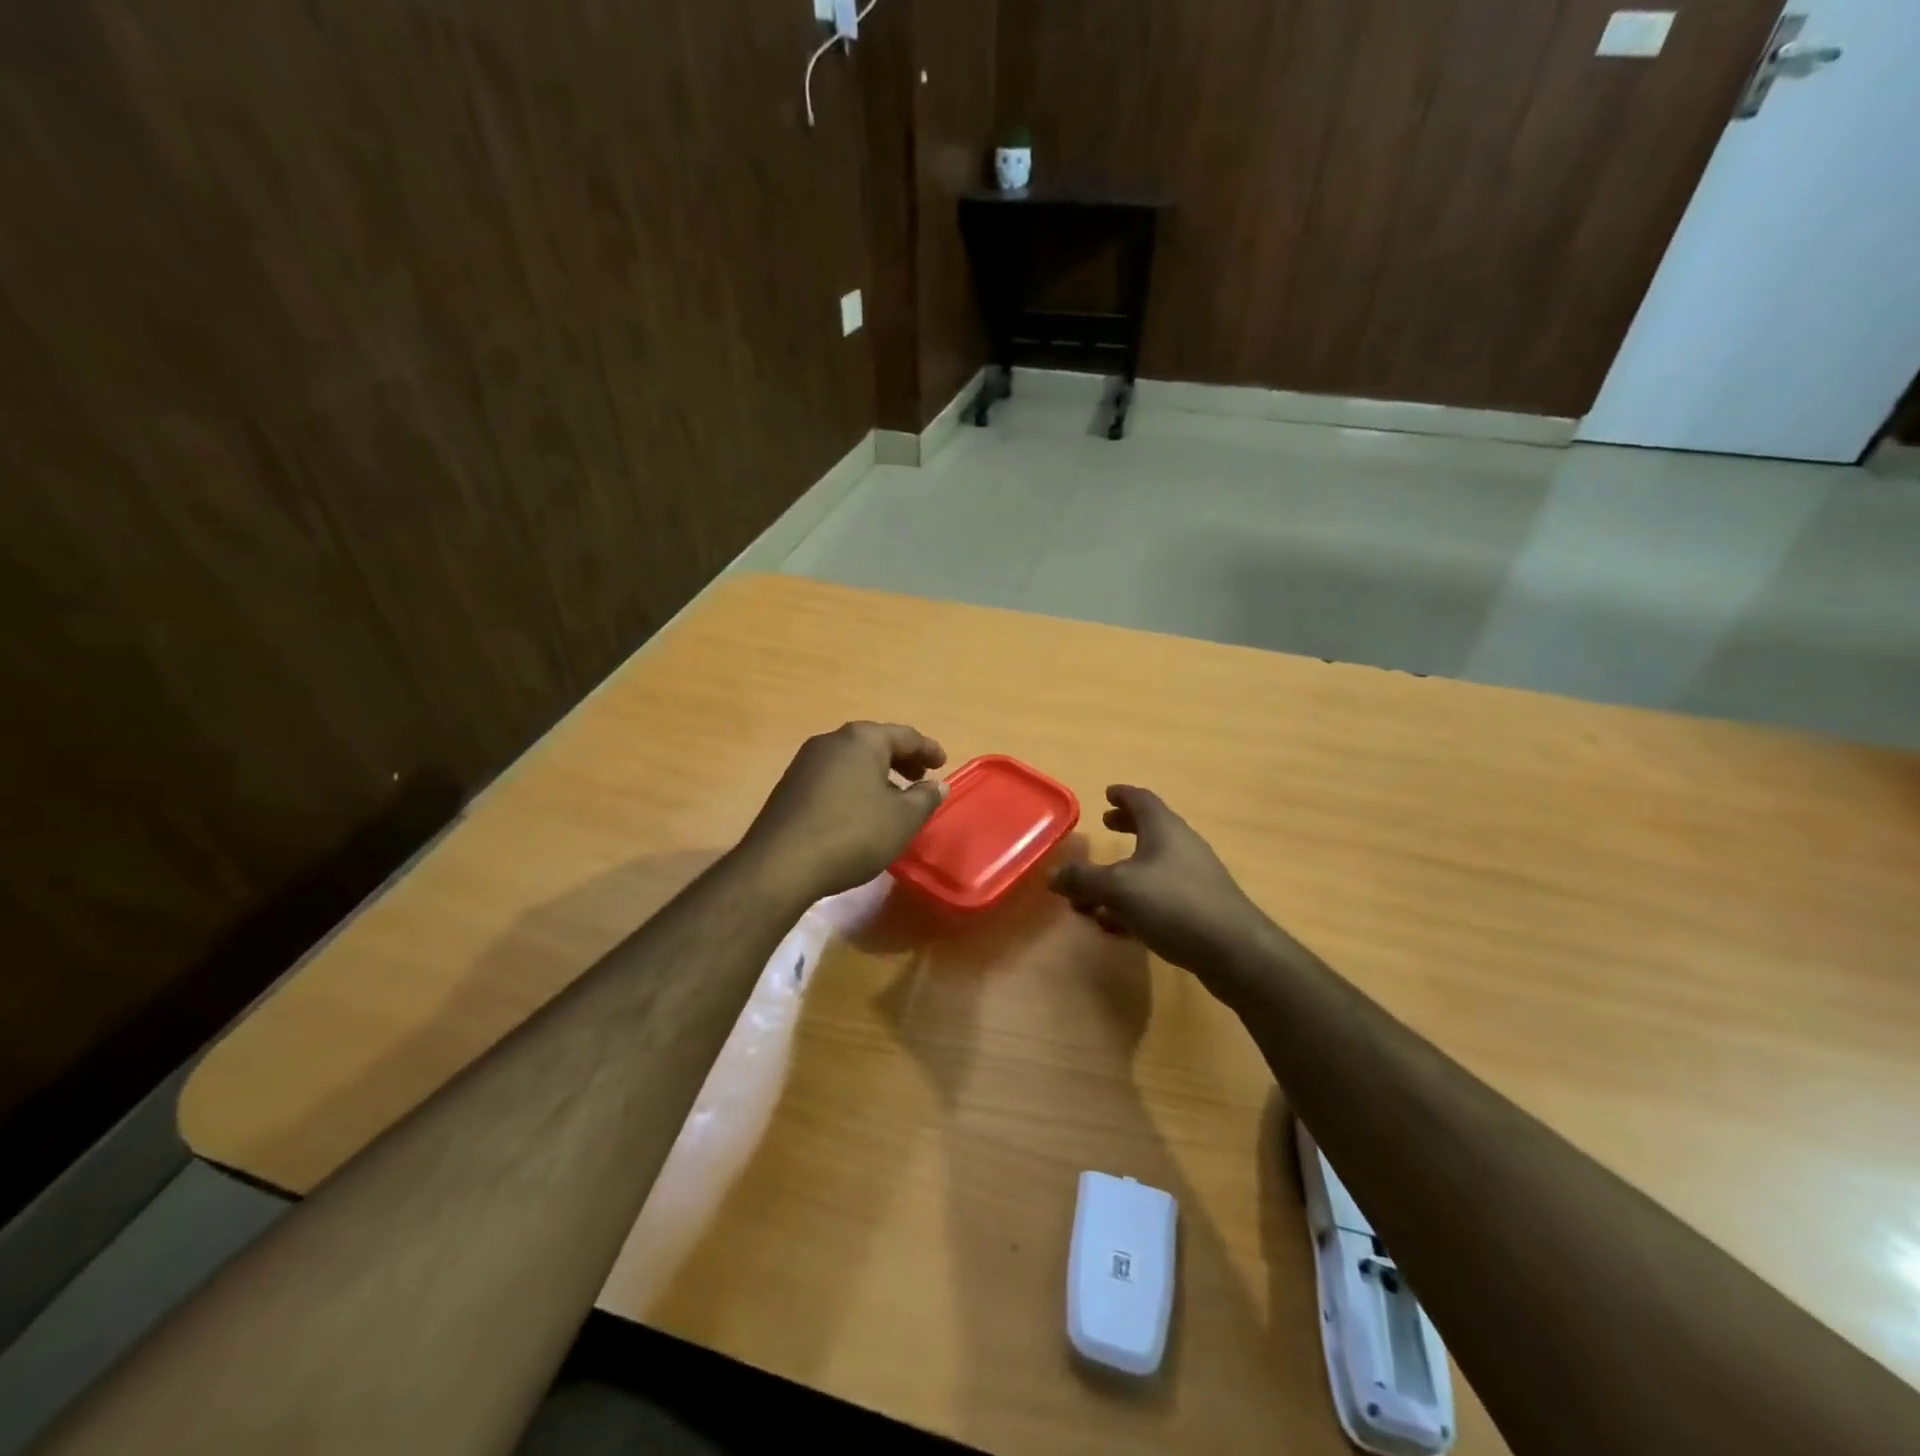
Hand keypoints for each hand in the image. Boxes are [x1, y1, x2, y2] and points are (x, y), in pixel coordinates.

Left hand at [740, 722, 948, 901]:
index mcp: (862, 739)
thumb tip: (937, 785)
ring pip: (852, 760)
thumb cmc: (853, 834)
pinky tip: (859, 812)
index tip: (943, 764)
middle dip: (901, 760)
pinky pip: (833, 777)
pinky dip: (854, 786)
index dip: (928, 750)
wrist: (781, 864)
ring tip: (893, 799)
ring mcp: (805, 762)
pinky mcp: (790, 786)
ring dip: (877, 775)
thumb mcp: (903, 819)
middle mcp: (832, 741)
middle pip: (875, 743)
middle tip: (920, 779)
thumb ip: (925, 798)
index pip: (905, 736)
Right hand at [1050, 786, 1277, 986]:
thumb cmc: (1173, 904)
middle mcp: (1182, 846)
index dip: (1122, 795)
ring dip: (1126, 871)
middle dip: (1126, 827)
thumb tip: (1052, 874)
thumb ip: (1082, 880)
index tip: (1107, 793)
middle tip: (1106, 825)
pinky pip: (1161, 895)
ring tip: (1099, 888)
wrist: (1234, 950)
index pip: (1141, 799)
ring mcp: (1195, 877)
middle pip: (1150, 829)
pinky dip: (1137, 900)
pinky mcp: (1200, 907)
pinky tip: (1119, 924)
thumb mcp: (1117, 889)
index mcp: (1164, 829)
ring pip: (1153, 865)